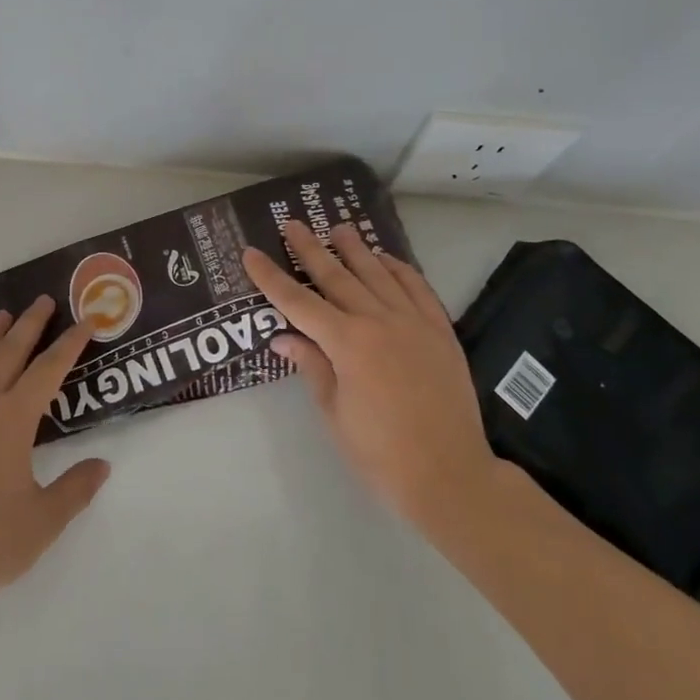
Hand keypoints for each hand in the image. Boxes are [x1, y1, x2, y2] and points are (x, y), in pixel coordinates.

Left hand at [0, 297, 110, 617]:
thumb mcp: (45, 519)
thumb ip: (76, 488)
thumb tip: (102, 466)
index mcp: (13, 419)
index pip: (48, 369)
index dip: (69, 343)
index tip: (85, 321)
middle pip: (9, 351)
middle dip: (30, 324)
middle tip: (43, 300)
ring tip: (3, 316)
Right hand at [243, 221, 497, 544]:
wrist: (449, 475)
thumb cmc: (380, 453)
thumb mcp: (334, 412)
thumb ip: (311, 366)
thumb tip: (283, 337)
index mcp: (347, 343)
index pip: (298, 302)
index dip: (271, 277)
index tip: (250, 253)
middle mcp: (379, 321)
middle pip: (337, 277)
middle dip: (310, 249)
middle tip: (293, 223)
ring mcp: (414, 322)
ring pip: (378, 274)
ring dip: (355, 249)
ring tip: (339, 228)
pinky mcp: (440, 331)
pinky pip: (417, 288)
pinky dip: (399, 269)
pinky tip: (386, 259)